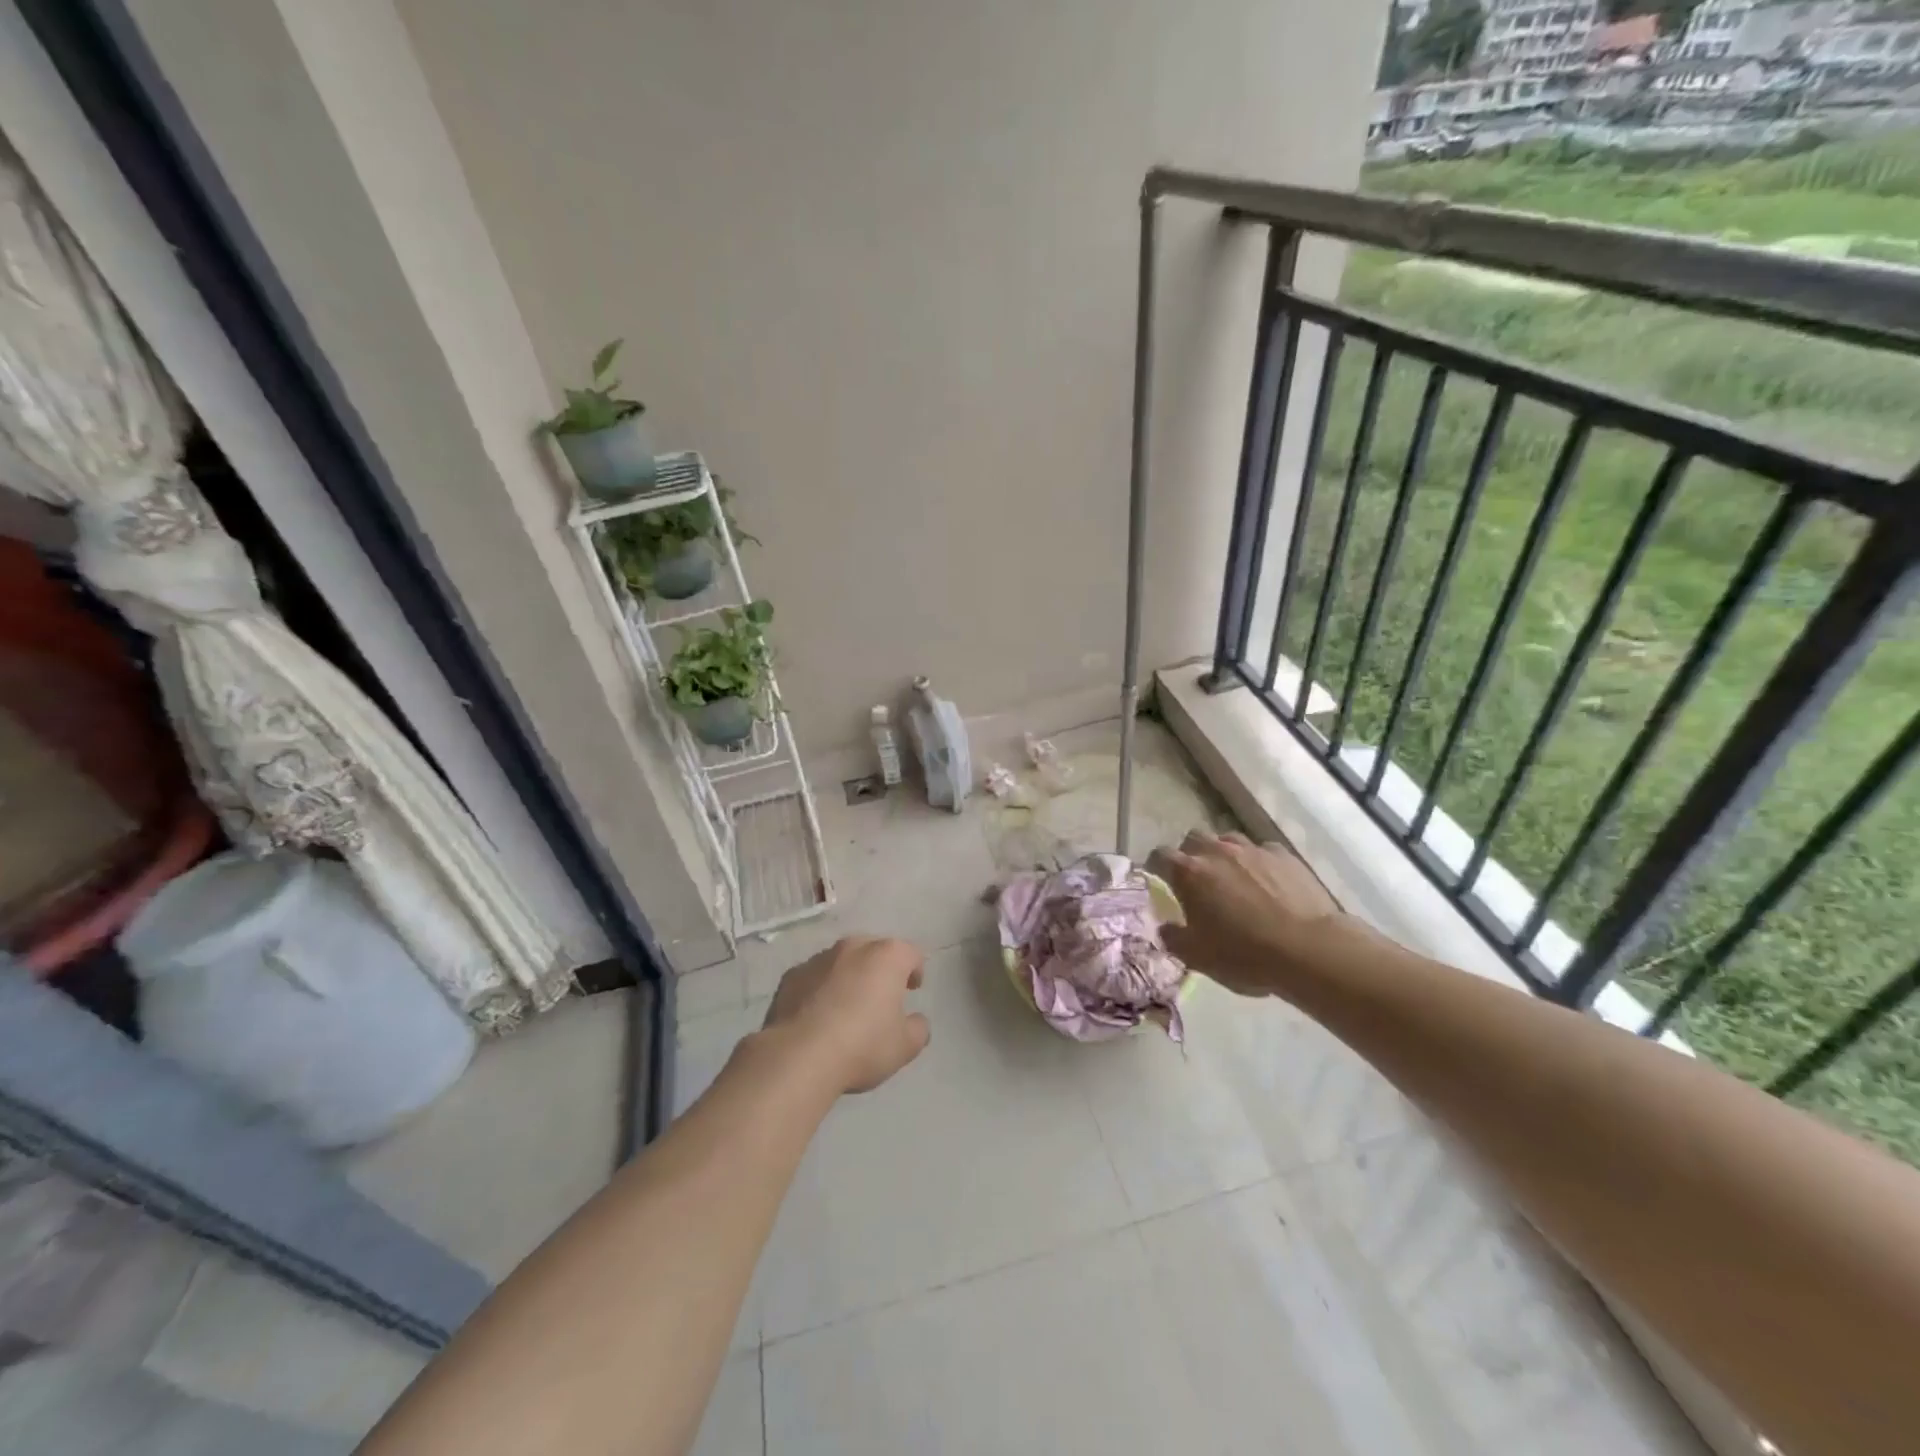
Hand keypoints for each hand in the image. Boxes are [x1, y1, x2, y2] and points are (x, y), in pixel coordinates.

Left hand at [762, 936, 930, 1094]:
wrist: (799, 1056)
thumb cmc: (862, 1045)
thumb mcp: (905, 1046)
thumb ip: (918, 1028)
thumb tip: (915, 1020)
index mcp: (887, 956)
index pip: (910, 953)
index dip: (915, 970)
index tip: (913, 989)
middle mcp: (853, 947)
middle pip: (874, 950)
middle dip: (880, 969)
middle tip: (881, 996)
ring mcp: (818, 959)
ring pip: (841, 962)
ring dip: (848, 977)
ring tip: (846, 1008)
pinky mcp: (791, 976)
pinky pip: (814, 978)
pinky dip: (819, 990)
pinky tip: (817, 1016)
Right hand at [1147, 832, 1340, 998]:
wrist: (1309, 949)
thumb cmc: (1245, 954)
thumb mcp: (1198, 957)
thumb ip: (1173, 938)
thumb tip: (1165, 927)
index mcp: (1189, 873)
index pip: (1159, 855)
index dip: (1156, 866)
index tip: (1159, 880)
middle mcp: (1217, 851)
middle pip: (1193, 839)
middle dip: (1190, 854)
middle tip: (1198, 880)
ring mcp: (1252, 849)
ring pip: (1228, 839)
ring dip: (1224, 854)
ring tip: (1233, 878)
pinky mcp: (1284, 855)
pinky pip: (1263, 850)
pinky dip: (1258, 862)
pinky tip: (1267, 882)